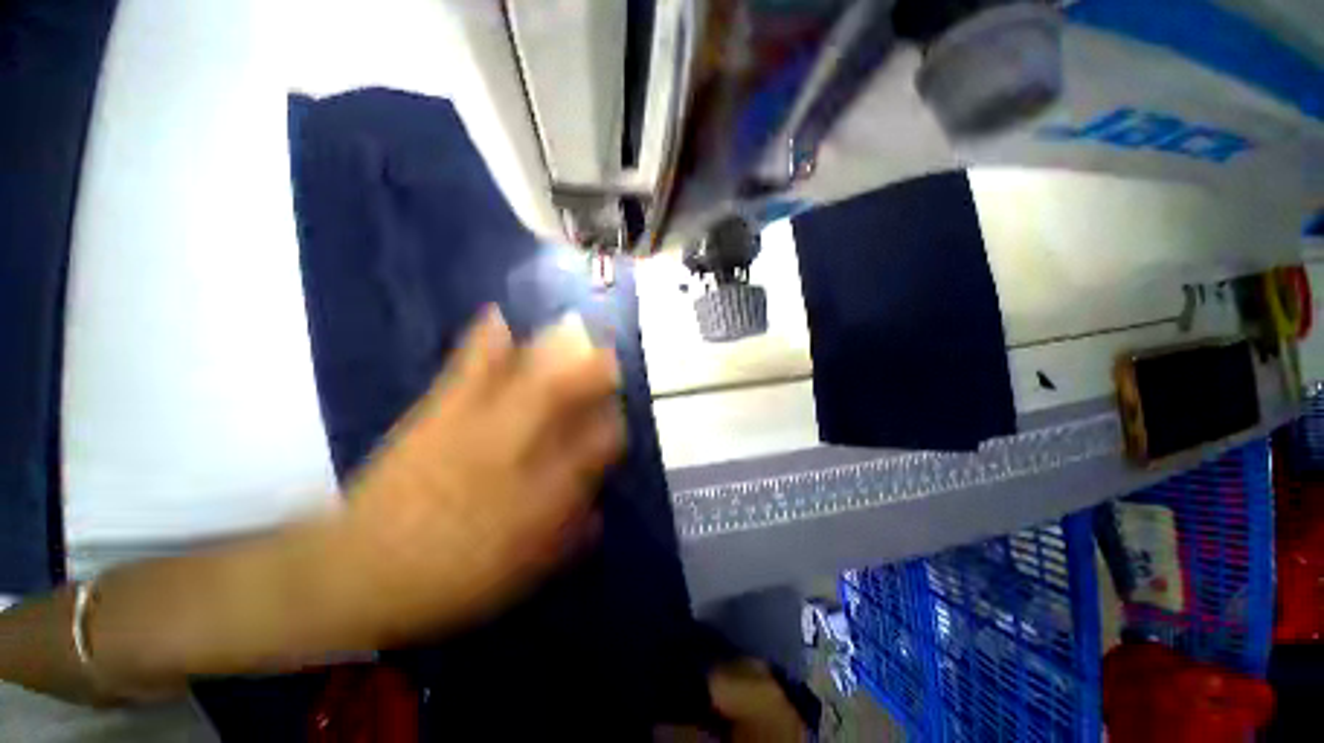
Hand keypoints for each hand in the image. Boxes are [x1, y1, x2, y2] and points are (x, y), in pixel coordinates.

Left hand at [341, 307, 624, 644]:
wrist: (359, 571)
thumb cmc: (452, 577)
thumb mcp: (523, 570)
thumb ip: (568, 536)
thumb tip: (597, 510)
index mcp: (542, 491)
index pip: (596, 446)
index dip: (612, 430)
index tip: (616, 423)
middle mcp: (517, 449)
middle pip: (565, 396)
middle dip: (594, 373)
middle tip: (609, 357)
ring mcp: (474, 425)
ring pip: (525, 376)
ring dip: (555, 352)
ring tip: (573, 332)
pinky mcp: (437, 415)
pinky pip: (466, 369)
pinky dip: (484, 341)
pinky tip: (497, 317)